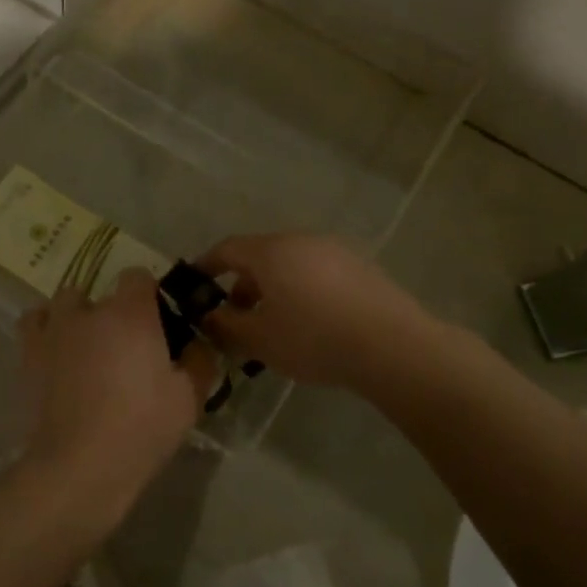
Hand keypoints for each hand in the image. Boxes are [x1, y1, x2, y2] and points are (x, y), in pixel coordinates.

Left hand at [18, 270, 215, 505]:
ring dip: (80, 315)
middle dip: (116, 312)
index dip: (149, 294)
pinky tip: (57, 348)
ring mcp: (56, 328)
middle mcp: (91, 310)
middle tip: (127, 347)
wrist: (81, 464)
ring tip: (89, 346)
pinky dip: (46, 326)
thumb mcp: (189, 399)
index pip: (138, 276)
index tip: (158, 322)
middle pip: (104, 293)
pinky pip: (34, 320)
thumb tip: (197, 344)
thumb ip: (199, 361)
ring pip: (67, 300)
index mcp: (132, 314)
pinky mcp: (30, 351)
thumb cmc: (141, 428)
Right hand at [194, 235, 428, 390]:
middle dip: (242, 284)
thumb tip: (208, 314)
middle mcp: (301, 240)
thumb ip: (226, 324)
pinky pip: (317, 273)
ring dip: (273, 288)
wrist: (392, 346)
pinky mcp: (360, 267)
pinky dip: (302, 290)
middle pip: (260, 256)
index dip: (206, 266)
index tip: (195, 284)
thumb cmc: (313, 339)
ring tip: (273, 324)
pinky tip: (310, 323)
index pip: (227, 249)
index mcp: (270, 251)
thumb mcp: (258, 339)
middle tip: (235, 317)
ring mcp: (334, 250)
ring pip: (290, 264)